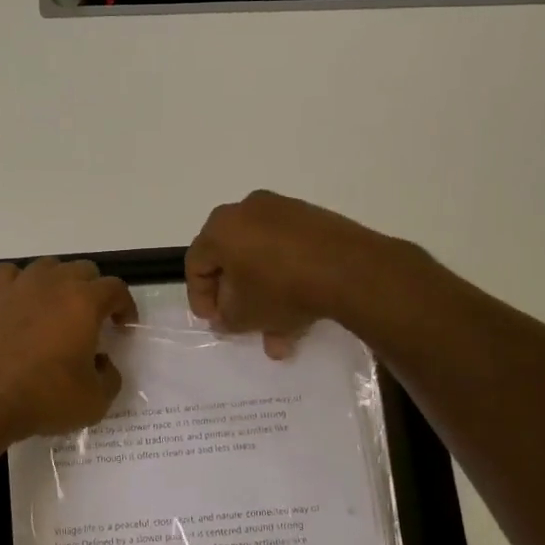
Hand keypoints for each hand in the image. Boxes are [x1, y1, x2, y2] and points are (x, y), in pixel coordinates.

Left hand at [0, 258, 138, 442]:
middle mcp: (54, 283)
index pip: (116, 288)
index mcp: (85, 302)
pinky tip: (21, 303)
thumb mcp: (95, 401)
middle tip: (93, 319)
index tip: (124, 326)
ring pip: (48, 267)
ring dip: (59, 283)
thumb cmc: (44, 397)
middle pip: (83, 270)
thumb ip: (110, 377)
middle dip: (94, 291)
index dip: (125, 305)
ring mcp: (19, 285)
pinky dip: (22, 284)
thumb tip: (102, 363)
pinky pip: (11, 275)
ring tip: (57, 309)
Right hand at [185, 190, 394, 356]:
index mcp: (221, 227)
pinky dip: (289, 280)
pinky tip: (301, 315)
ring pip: (264, 258)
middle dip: (236, 296)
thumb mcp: (243, 314)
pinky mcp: (314, 219)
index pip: (196, 263)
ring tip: (279, 334)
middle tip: (241, 321)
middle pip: (231, 258)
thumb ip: (225, 318)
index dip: (200, 296)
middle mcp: (248, 210)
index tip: (213, 321)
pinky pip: (290, 252)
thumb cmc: (280, 288)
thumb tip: (224, 316)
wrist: (348, 270)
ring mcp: (284, 211)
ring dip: (266, 296)